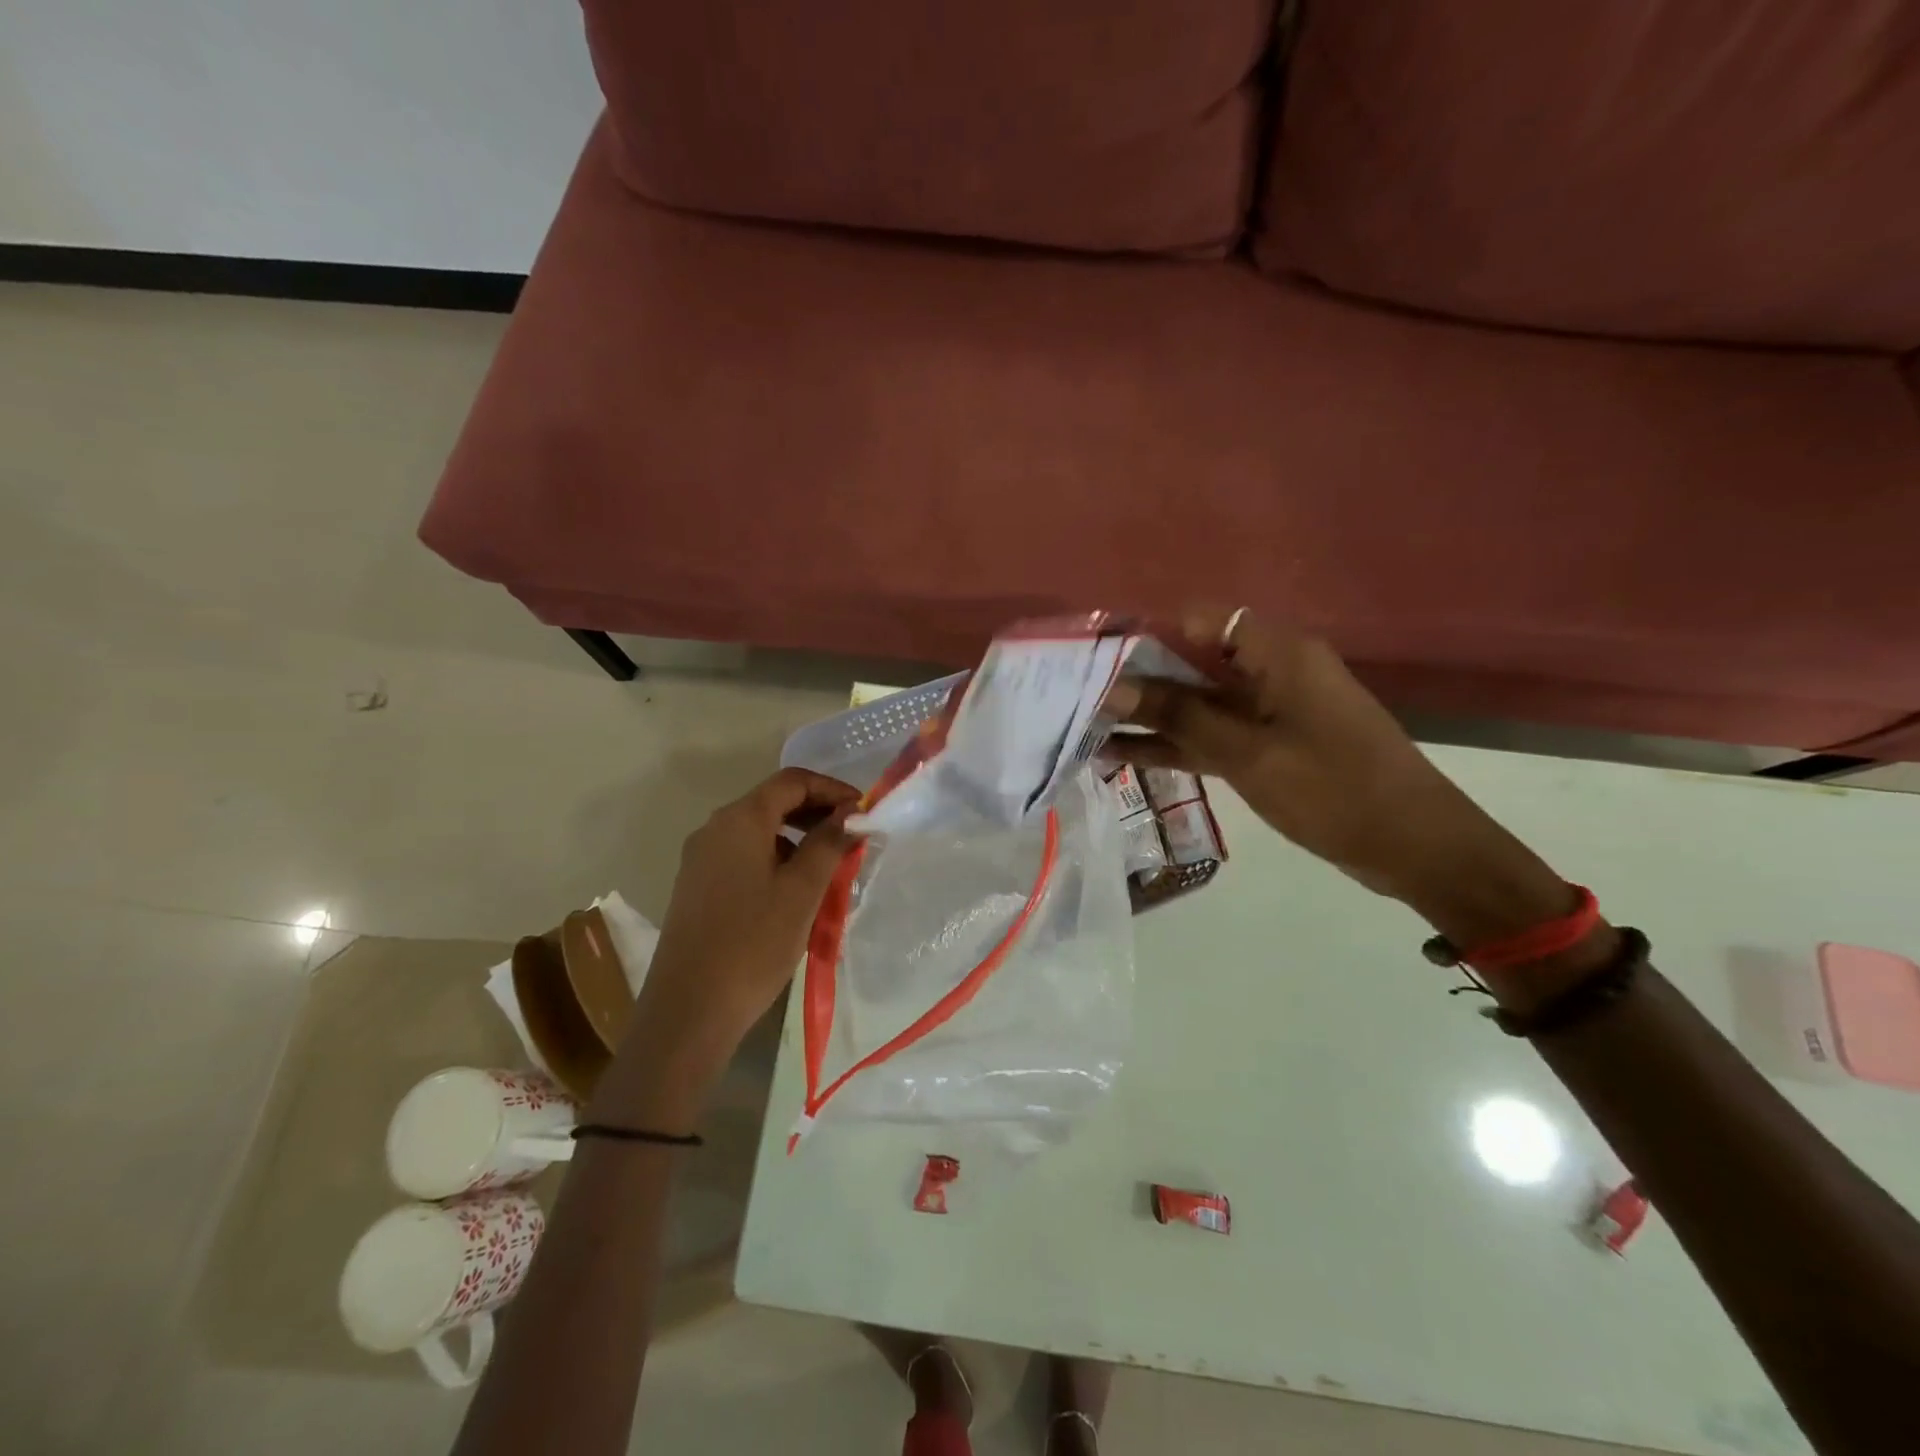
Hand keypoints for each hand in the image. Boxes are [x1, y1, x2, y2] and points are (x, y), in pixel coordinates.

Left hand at [592, 768, 858, 1129]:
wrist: (689, 1010)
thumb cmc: (753, 943)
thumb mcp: (802, 890)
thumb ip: (829, 843)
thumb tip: (852, 813)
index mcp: (739, 820)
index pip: (792, 781)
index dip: (832, 788)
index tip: (864, 810)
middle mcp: (715, 829)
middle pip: (773, 802)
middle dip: (817, 812)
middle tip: (853, 836)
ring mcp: (700, 859)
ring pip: (759, 831)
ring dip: (798, 837)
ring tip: (831, 865)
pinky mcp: (697, 886)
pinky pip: (744, 856)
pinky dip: (776, 858)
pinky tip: (796, 890)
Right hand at [1106, 608, 1572, 944]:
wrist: (1415, 847)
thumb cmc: (1333, 788)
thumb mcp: (1246, 752)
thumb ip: (1177, 716)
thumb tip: (1111, 688)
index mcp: (1275, 651)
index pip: (1196, 620)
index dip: (1143, 632)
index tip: (1092, 656)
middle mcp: (1268, 670)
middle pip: (1190, 661)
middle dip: (1134, 678)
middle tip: (1073, 695)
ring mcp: (1266, 711)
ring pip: (1194, 704)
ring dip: (1146, 716)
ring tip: (1082, 727)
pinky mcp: (1265, 747)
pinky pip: (1208, 736)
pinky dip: (1171, 745)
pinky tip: (1119, 755)